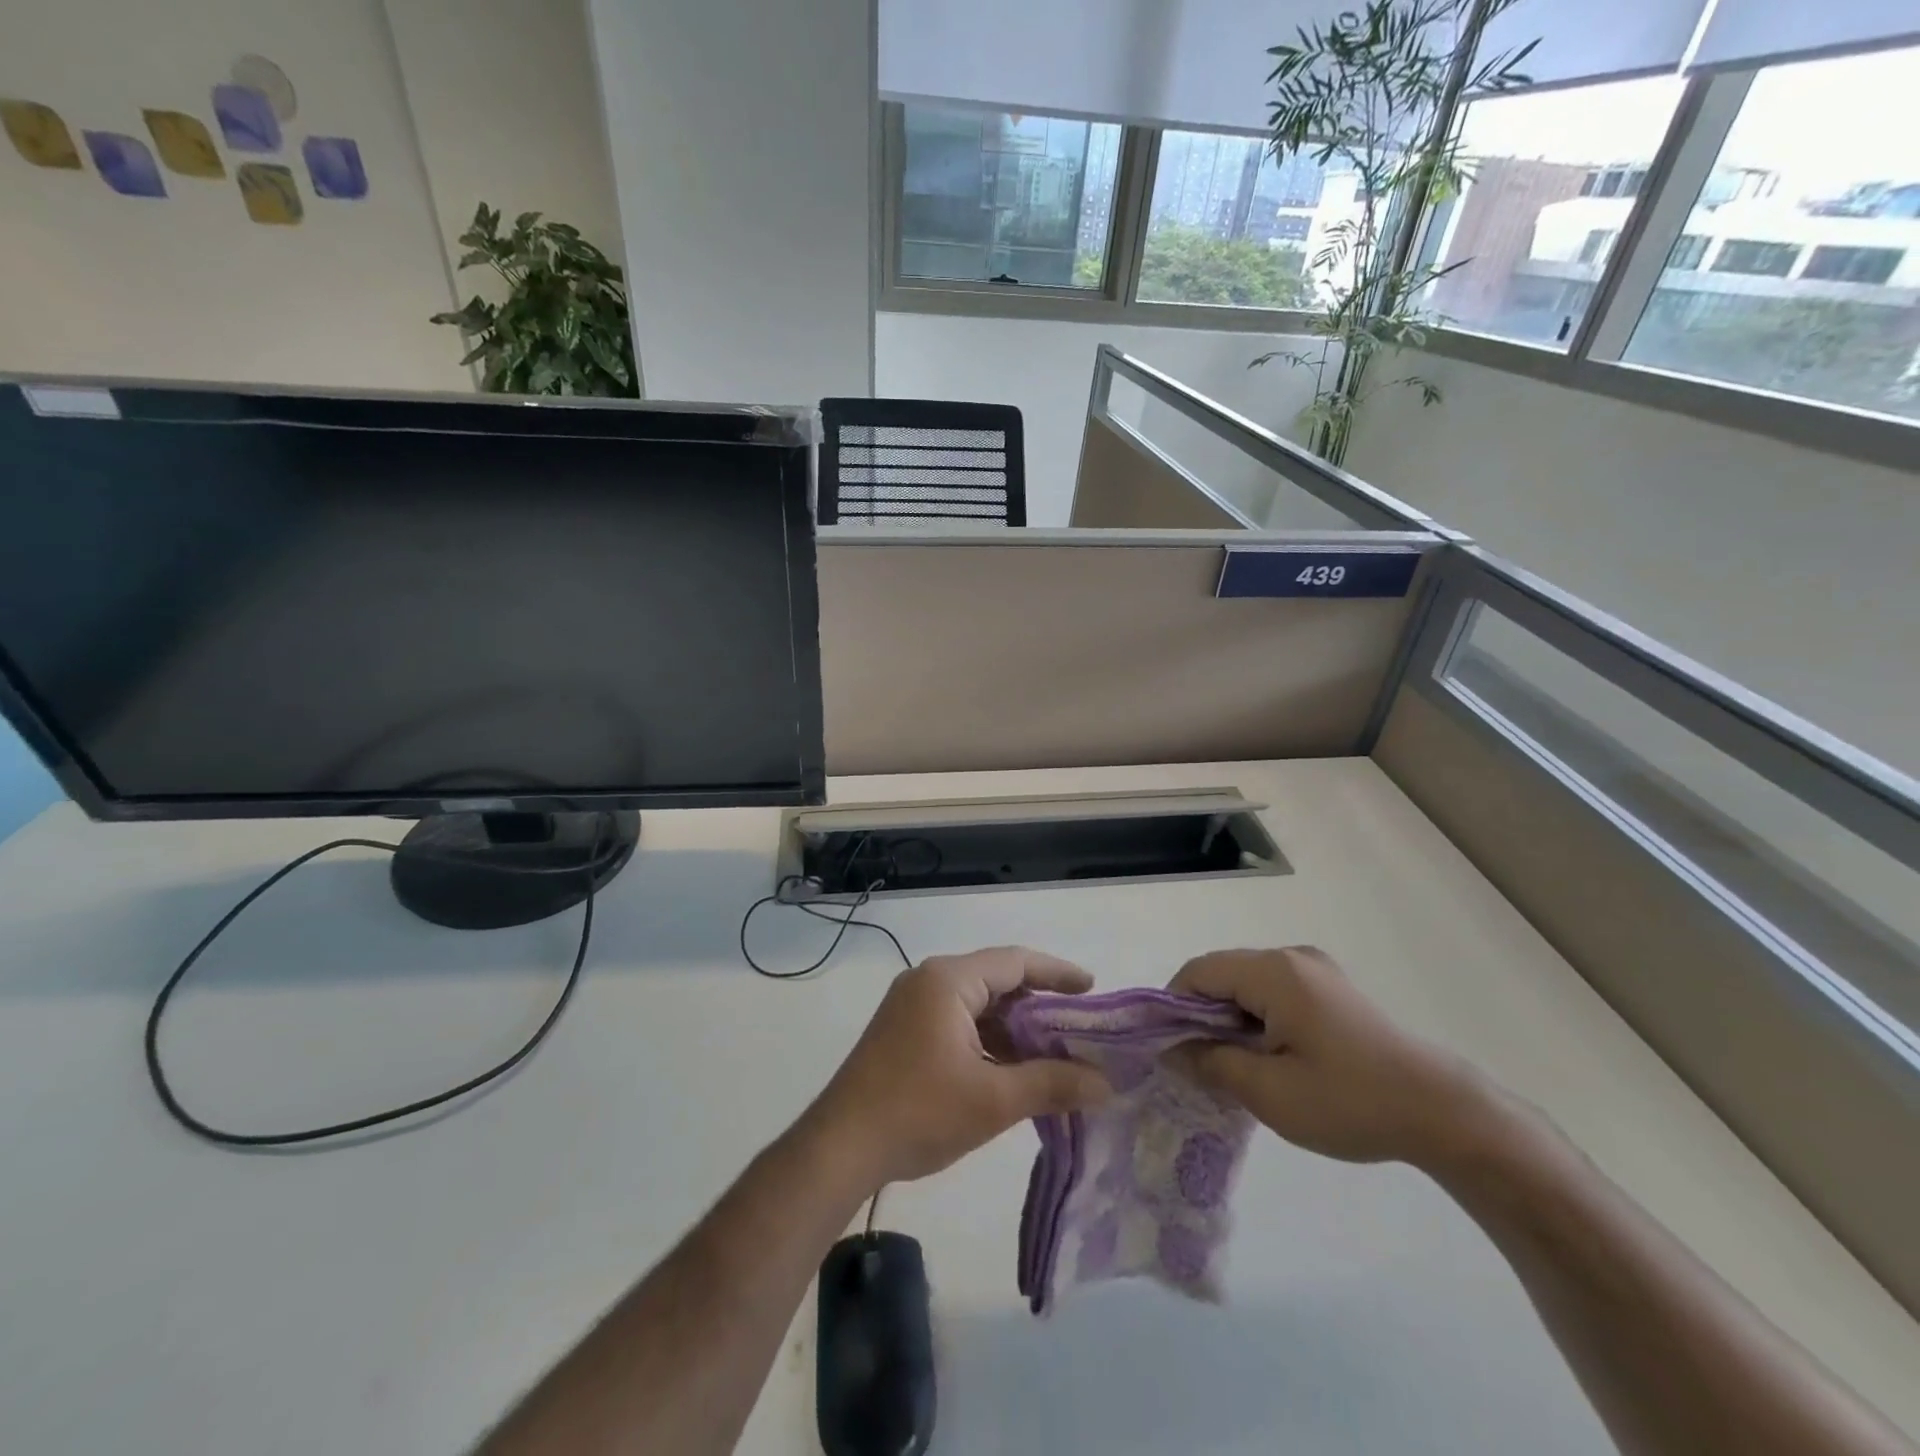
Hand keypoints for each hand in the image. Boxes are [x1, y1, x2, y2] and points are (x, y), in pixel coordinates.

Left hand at [807, 947, 1111, 1187]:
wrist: (840, 1148)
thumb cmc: (919, 1112)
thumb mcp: (993, 1100)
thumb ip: (1052, 1084)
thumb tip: (1106, 1084)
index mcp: (948, 980)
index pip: (1015, 961)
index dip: (1057, 973)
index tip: (1092, 989)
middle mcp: (928, 981)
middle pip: (996, 980)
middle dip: (1038, 1005)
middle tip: (1078, 1029)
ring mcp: (911, 1006)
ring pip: (976, 1005)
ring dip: (1012, 1028)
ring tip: (1052, 1055)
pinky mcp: (902, 1031)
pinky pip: (957, 1022)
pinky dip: (987, 1040)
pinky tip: (1010, 1070)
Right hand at [1167, 947, 1498, 1169]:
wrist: (1443, 1113)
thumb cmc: (1350, 1101)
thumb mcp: (1269, 1092)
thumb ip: (1211, 1063)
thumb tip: (1172, 1051)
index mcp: (1274, 972)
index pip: (1198, 972)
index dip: (1172, 1006)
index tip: (1169, 1050)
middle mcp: (1292, 957)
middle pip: (1223, 973)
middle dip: (1202, 1015)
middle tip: (1200, 1065)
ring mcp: (1316, 970)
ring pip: (1249, 984)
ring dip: (1231, 1019)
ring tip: (1236, 1067)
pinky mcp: (1334, 989)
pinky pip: (1276, 992)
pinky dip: (1259, 1018)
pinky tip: (1271, 1058)